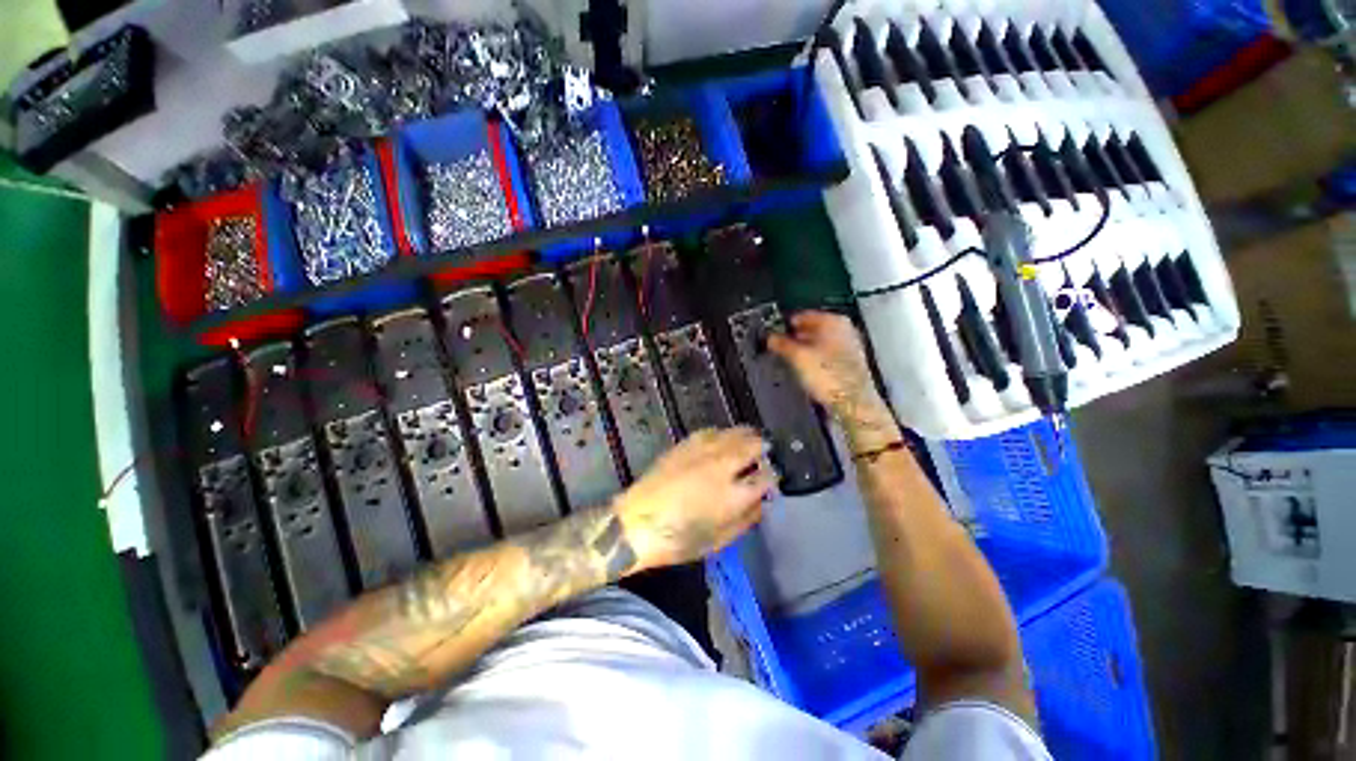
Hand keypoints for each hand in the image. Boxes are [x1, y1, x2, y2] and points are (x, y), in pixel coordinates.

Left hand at [614, 427, 773, 570]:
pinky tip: (723, 439)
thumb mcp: (720, 540)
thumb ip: (746, 519)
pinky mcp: (686, 444)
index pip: (765, 477)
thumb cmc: (679, 539)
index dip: (773, 477)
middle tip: (765, 453)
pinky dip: (723, 434)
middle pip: (753, 445)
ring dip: (746, 436)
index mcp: (734, 494)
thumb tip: (761, 502)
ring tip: (750, 441)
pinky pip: (712, 431)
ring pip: (734, 432)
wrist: (637, 522)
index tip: (772, 479)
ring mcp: (703, 451)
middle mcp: (722, 466)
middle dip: (764, 448)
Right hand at [767, 311, 899, 450]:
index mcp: (833, 320)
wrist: (852, 403)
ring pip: (818, 343)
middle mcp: (844, 330)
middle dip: (794, 338)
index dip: (784, 325)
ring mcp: (849, 346)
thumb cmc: (828, 376)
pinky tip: (805, 371)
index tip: (772, 333)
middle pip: (811, 328)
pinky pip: (825, 356)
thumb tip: (769, 337)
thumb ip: (780, 343)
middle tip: (778, 347)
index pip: (802, 315)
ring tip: (789, 360)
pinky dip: (814, 360)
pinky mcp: (849, 364)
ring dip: (803, 350)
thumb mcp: (796, 357)